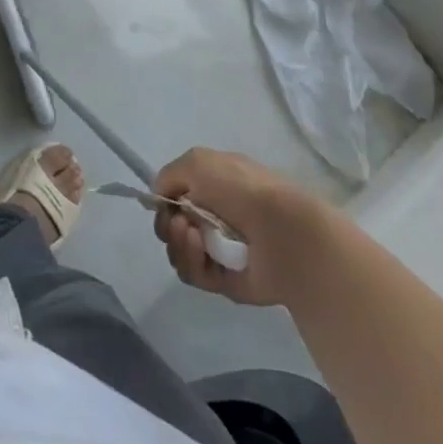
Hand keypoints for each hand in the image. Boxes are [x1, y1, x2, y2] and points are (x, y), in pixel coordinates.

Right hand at [152, 147, 330, 307]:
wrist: (283, 232)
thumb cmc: (242, 189)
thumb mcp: (197, 162)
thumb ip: (169, 175)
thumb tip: (159, 197)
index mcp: (215, 187)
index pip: (177, 197)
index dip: (165, 201)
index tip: (161, 202)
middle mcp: (216, 218)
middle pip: (174, 227)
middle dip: (167, 223)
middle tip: (177, 221)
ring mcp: (221, 251)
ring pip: (180, 251)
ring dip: (177, 242)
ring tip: (190, 234)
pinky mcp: (225, 281)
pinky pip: (195, 274)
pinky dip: (191, 261)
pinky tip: (199, 248)